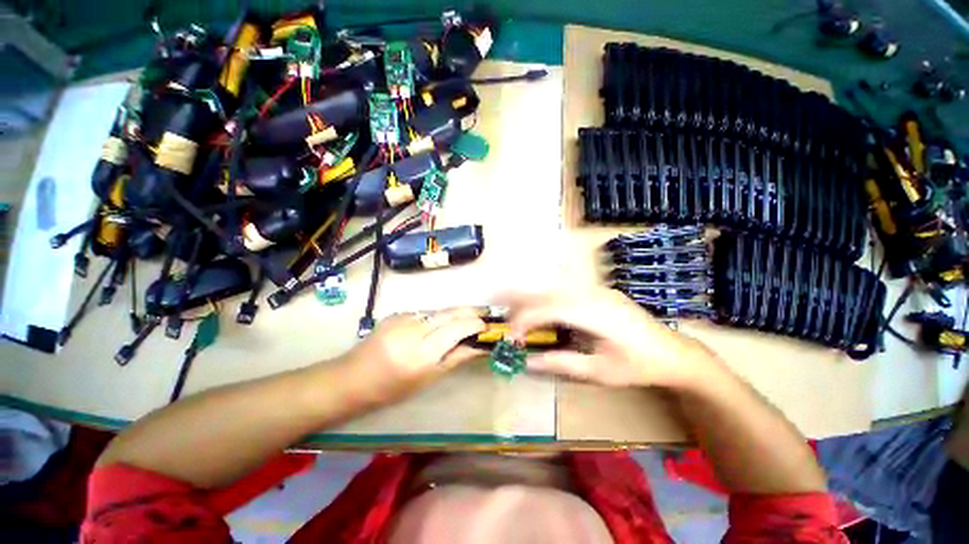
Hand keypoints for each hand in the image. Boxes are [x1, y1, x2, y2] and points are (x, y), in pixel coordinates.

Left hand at [341, 308, 486, 405]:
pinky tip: (439, 324)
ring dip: (455, 313)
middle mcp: (415, 329)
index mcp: (423, 352)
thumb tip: (478, 347)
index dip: (475, 324)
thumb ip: (455, 358)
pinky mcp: (397, 313)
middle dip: (470, 312)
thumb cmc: (393, 388)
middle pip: (450, 313)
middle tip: (484, 315)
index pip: (457, 328)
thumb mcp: (428, 378)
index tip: (487, 326)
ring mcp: (404, 318)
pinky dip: (437, 316)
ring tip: (467, 318)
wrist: (353, 378)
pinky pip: (425, 313)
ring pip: (439, 311)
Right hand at [503, 287, 717, 388]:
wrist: (674, 353)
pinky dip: (548, 302)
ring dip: (535, 303)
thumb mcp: (599, 372)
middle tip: (510, 327)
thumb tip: (527, 361)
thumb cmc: (638, 366)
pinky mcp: (599, 292)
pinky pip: (566, 292)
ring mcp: (598, 290)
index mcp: (596, 313)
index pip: (550, 308)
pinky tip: (543, 313)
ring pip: (556, 290)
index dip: (526, 319)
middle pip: (549, 294)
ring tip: (520, 320)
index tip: (513, 337)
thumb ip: (561, 363)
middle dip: (524, 308)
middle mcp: (594, 294)